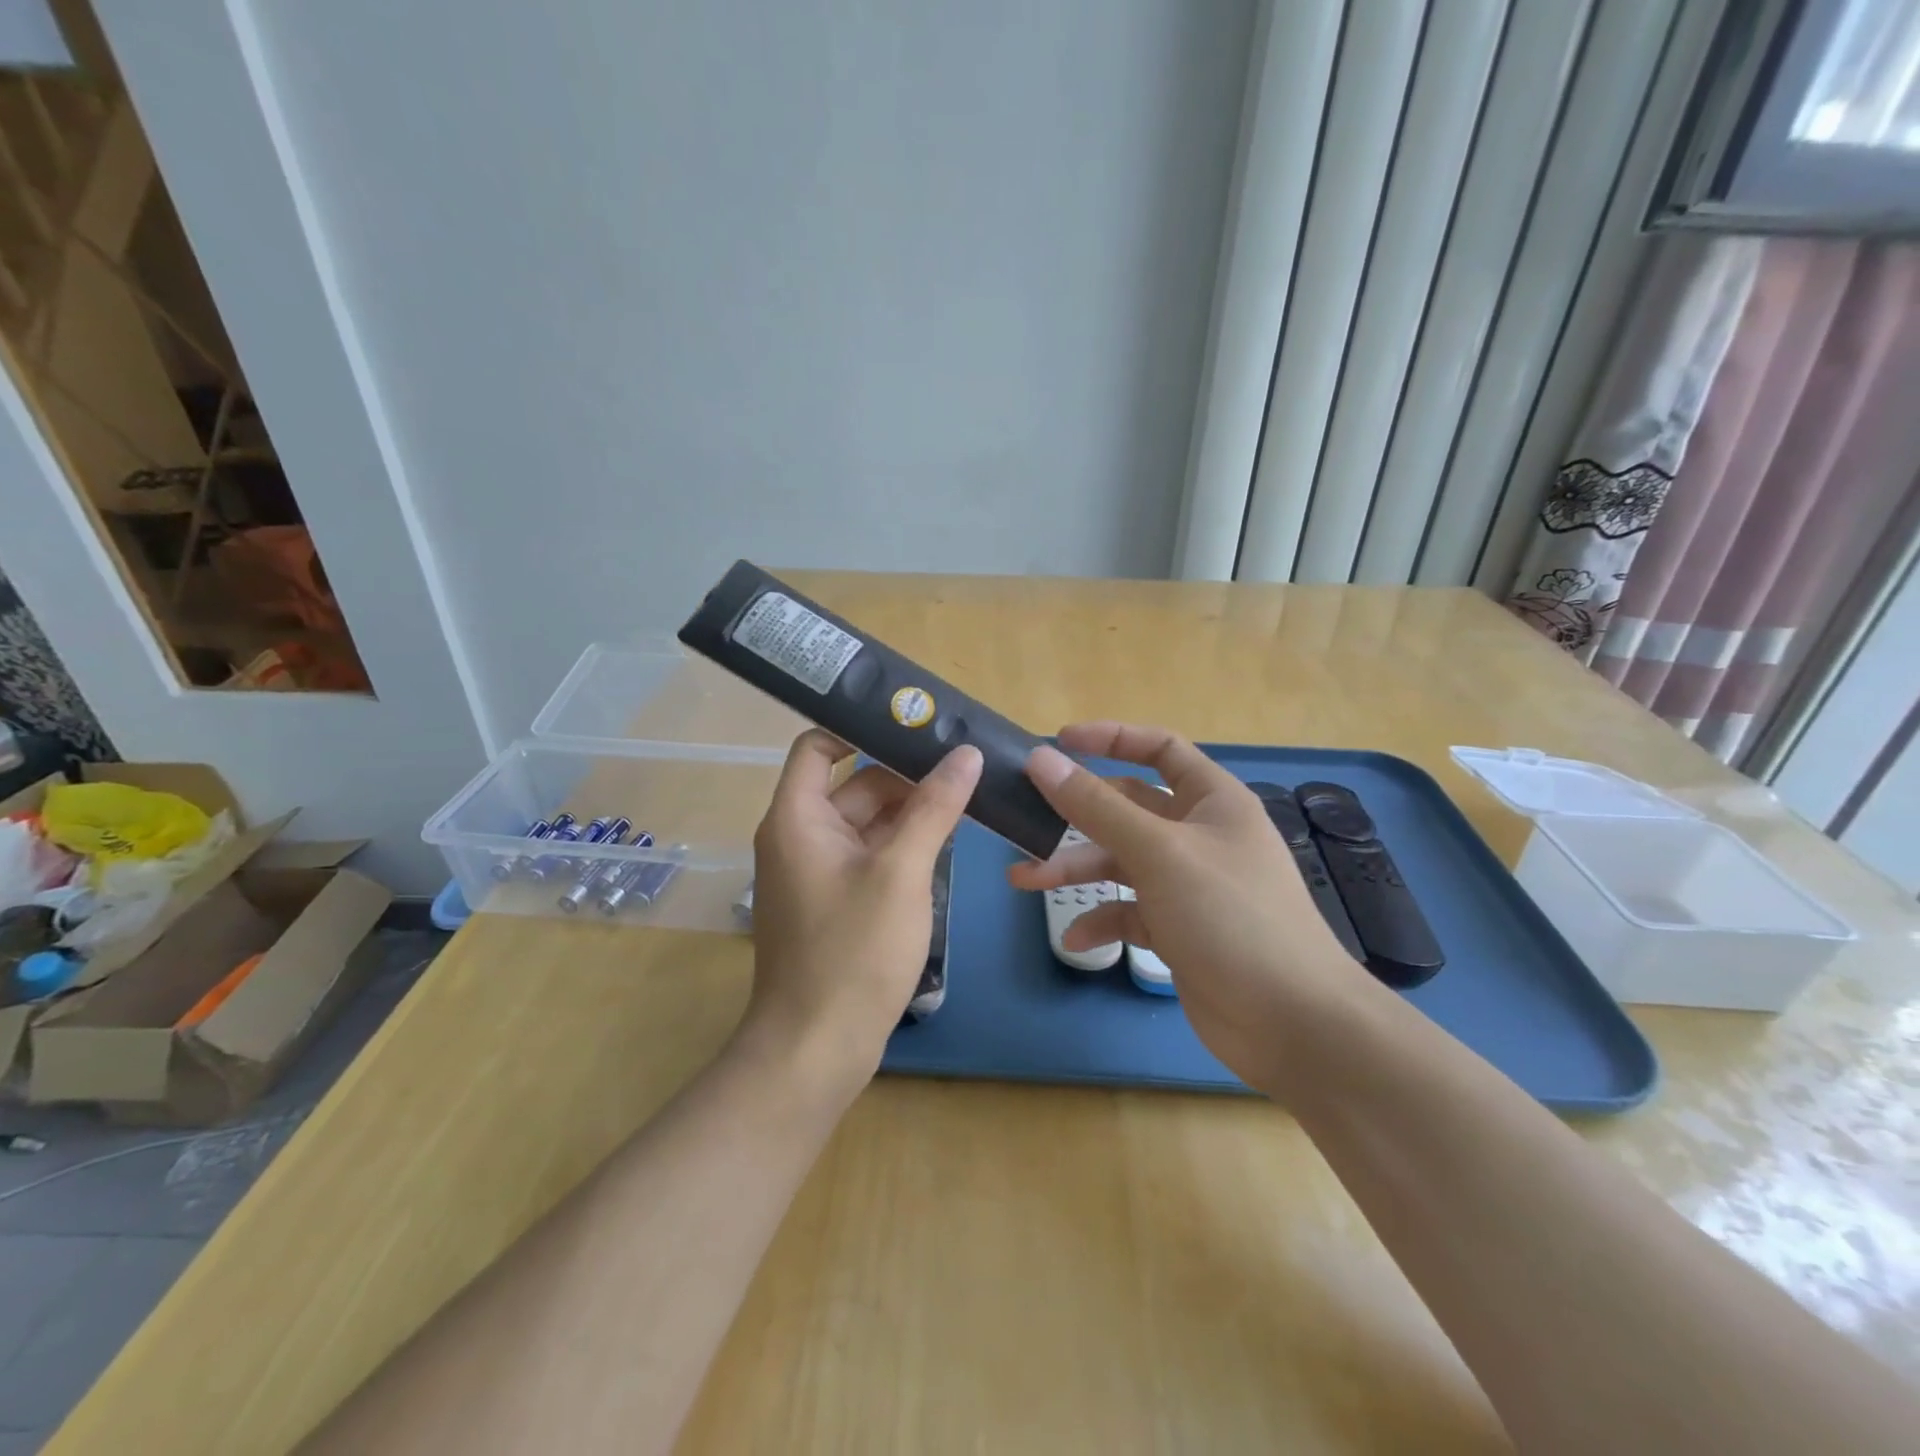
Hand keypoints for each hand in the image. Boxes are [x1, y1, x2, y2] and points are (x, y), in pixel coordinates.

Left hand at [742, 729, 982, 1096]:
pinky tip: (948, 843)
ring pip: (867, 823)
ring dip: (911, 812)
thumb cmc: (853, 952)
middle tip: (965, 762)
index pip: (818, 745)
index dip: (860, 727)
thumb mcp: (901, 872)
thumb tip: (966, 754)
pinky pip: (870, 856)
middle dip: (906, 774)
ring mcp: (818, 872)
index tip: (914, 722)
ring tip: (969, 797)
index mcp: (797, 817)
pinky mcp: (836, 901)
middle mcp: (800, 836)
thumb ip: (933, 808)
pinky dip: (903, 846)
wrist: (817, 1049)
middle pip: (854, 784)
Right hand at [1007, 722, 1377, 1094]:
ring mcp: (1189, 884)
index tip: (1057, 744)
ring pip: (1121, 862)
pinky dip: (1102, 920)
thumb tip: (1042, 759)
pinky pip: (1130, 911)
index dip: (1110, 739)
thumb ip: (1096, 806)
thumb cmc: (1230, 917)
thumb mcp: (1158, 853)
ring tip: (1023, 880)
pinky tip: (1076, 940)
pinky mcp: (1179, 928)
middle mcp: (1200, 835)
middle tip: (1025, 821)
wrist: (1292, 1023)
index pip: (1159, 748)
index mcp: (1211, 800)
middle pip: (1128, 808)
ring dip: (1075, 869)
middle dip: (1077, 815)